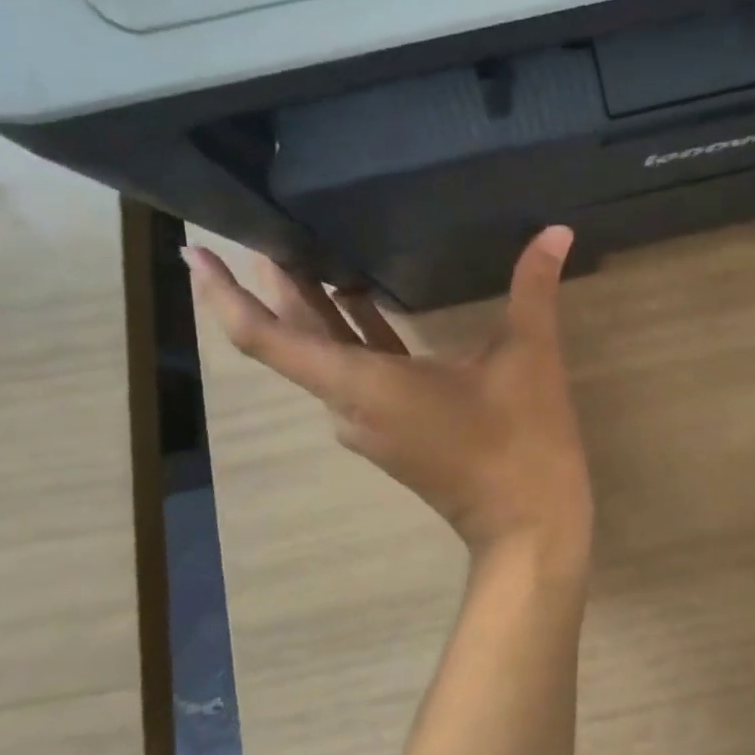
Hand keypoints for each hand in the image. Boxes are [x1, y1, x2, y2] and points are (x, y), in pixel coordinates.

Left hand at [183, 229, 592, 579]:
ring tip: (316, 254)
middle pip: (294, 342)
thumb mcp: (529, 358)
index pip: (268, 339)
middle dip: (277, 286)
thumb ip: (534, 289)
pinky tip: (371, 303)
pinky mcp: (393, 434)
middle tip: (270, 228)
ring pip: (325, 359)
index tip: (198, 254)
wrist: (530, 526)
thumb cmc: (520, 442)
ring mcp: (369, 426)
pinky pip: (354, 376)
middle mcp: (350, 406)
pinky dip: (351, 336)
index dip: (226, 295)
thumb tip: (556, 230)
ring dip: (317, 310)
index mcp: (364, 385)